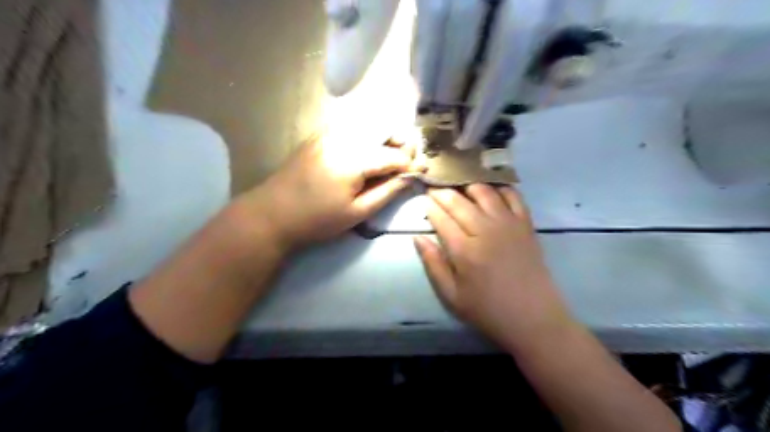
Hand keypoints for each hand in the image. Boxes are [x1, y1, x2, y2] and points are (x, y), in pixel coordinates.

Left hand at [244, 133, 419, 249]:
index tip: (422, 172)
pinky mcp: (320, 134)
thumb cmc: (316, 219)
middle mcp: (343, 136)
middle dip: (402, 144)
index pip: (394, 154)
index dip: (411, 163)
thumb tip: (411, 177)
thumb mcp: (357, 212)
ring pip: (369, 124)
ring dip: (386, 138)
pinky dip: (368, 136)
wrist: (272, 213)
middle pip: (384, 128)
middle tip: (407, 164)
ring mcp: (329, 132)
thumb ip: (387, 192)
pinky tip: (368, 153)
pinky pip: (352, 127)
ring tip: (390, 159)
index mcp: (353, 158)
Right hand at [415, 184, 570, 350]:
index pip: (441, 218)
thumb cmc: (488, 311)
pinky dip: (500, 188)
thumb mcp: (452, 296)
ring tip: (458, 186)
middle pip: (459, 201)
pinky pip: (513, 196)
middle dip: (443, 192)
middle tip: (434, 188)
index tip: (423, 198)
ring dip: (468, 185)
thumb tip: (417, 237)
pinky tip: (490, 189)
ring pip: (484, 192)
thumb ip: (433, 264)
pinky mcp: (526, 225)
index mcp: (464, 250)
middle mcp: (485, 230)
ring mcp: (508, 224)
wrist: (534, 318)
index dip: (429, 206)